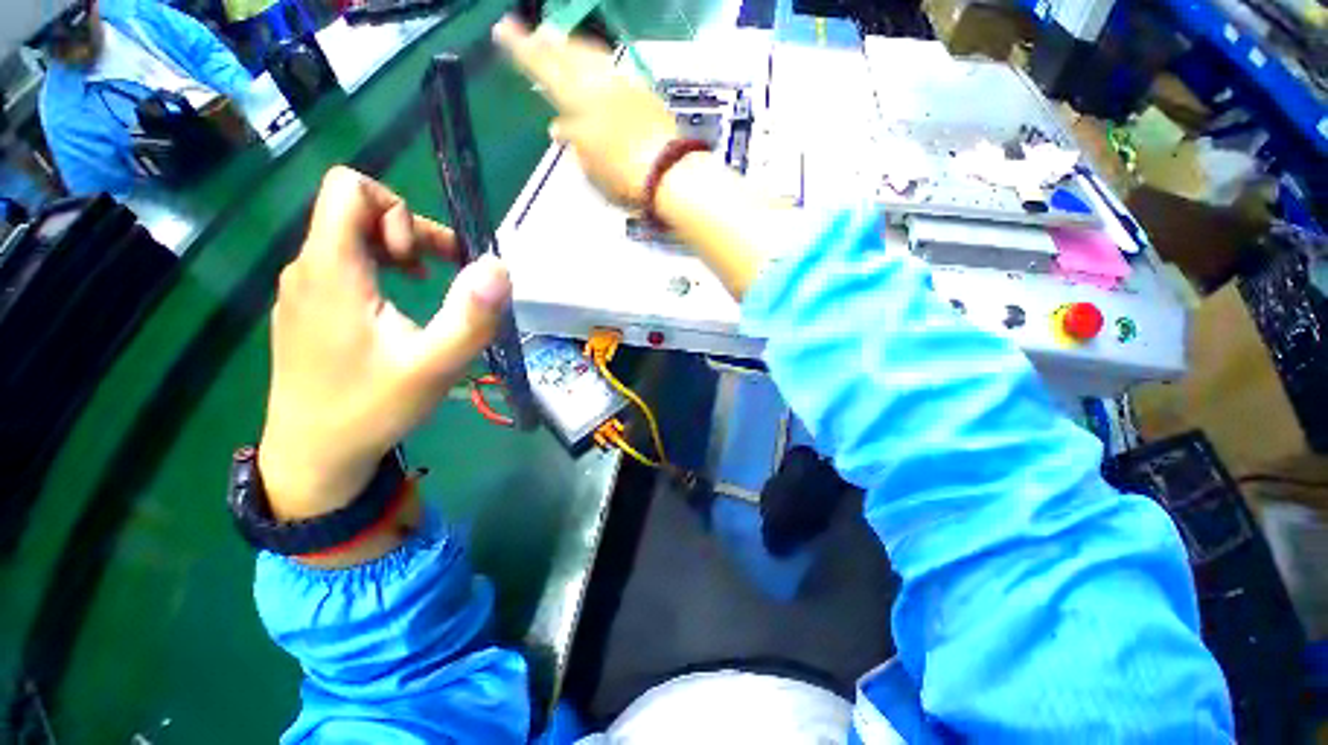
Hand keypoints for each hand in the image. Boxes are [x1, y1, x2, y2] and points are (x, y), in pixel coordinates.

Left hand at [258, 167, 510, 519]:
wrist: (313, 455)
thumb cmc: (372, 408)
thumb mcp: (435, 366)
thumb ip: (472, 315)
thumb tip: (498, 266)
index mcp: (332, 270)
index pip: (350, 188)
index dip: (398, 211)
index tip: (422, 261)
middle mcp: (308, 268)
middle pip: (355, 211)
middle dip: (409, 232)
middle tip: (440, 275)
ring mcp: (302, 289)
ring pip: (349, 238)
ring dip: (397, 252)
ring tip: (425, 288)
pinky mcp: (306, 309)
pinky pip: (342, 265)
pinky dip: (378, 271)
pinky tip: (396, 310)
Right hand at [494, 17, 678, 206]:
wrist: (669, 173)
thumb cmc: (625, 178)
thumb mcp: (592, 168)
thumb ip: (575, 143)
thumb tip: (557, 128)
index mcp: (580, 103)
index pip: (544, 69)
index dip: (522, 50)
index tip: (503, 29)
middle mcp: (600, 84)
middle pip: (568, 55)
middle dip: (547, 42)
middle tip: (531, 31)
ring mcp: (624, 84)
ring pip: (592, 55)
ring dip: (572, 46)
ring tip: (557, 38)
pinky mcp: (644, 92)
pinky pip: (614, 67)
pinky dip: (598, 62)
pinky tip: (596, 63)